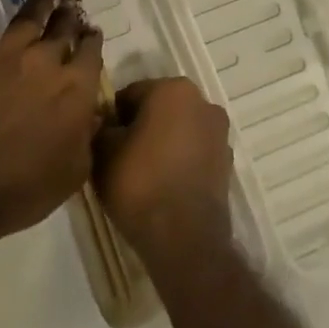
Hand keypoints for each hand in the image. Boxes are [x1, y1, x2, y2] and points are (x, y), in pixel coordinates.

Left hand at [0, 0, 104, 249]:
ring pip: (29, 17)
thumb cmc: (23, 188)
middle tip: (72, 11)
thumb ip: (87, 137)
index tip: (92, 36)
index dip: (92, 43)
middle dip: (71, 19)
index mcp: (76, 88)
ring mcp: (7, 53)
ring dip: (42, 1)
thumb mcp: (73, 172)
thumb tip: (93, 115)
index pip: (90, 54)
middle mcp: (46, 61)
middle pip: (63, 31)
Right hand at [98, 77, 234, 263]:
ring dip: (162, 142)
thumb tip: (105, 125)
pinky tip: (163, 185)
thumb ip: (102, 128)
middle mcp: (203, 102)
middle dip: (140, 126)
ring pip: (179, 130)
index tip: (104, 141)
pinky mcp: (226, 163)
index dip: (113, 117)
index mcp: (173, 89)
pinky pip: (194, 152)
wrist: (184, 238)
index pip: (131, 94)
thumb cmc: (140, 183)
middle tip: (120, 156)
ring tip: (141, 174)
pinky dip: (179, 161)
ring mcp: (219, 133)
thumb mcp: (103, 152)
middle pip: (159, 108)